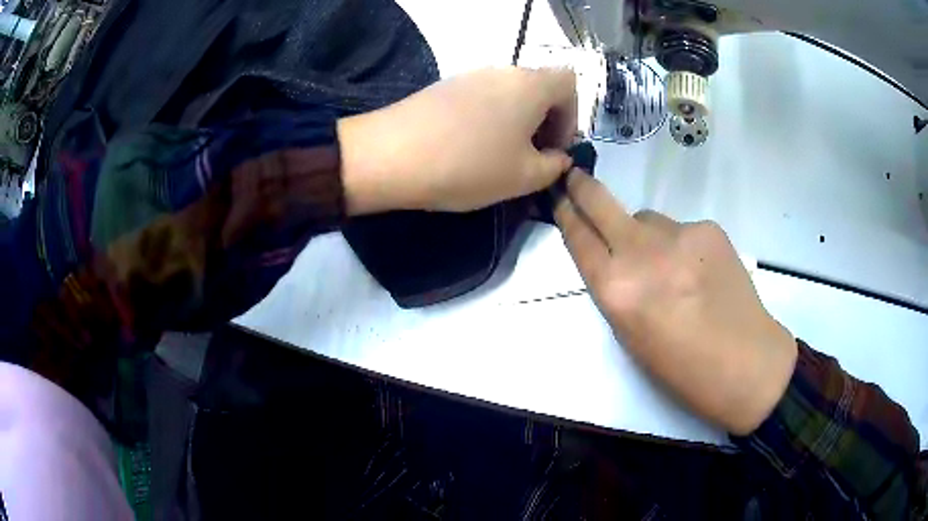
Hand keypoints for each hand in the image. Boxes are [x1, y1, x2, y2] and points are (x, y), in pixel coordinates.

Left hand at [339, 67, 576, 213]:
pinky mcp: (444, 87)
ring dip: (515, 123)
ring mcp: (469, 75)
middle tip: (530, 158)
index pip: (570, 83)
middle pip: (538, 88)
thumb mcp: (524, 177)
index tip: (554, 148)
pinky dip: (487, 121)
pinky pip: (480, 100)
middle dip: (544, 123)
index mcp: (531, 84)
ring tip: (498, 158)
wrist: (391, 155)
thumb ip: (554, 167)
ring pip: (508, 95)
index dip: (572, 116)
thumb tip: (558, 158)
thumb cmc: (468, 165)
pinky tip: (468, 150)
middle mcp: (502, 71)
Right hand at [554, 170, 797, 434]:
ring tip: (673, 269)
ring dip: (648, 235)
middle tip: (576, 176)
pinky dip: (683, 246)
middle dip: (583, 187)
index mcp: (616, 289)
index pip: (579, 238)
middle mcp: (641, 252)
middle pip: (601, 203)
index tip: (559, 197)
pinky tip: (701, 272)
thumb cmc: (681, 367)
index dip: (566, 214)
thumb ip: (616, 290)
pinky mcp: (708, 228)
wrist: (744, 362)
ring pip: (648, 219)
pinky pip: (682, 229)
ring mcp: (679, 234)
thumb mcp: (631, 336)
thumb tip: (617, 258)